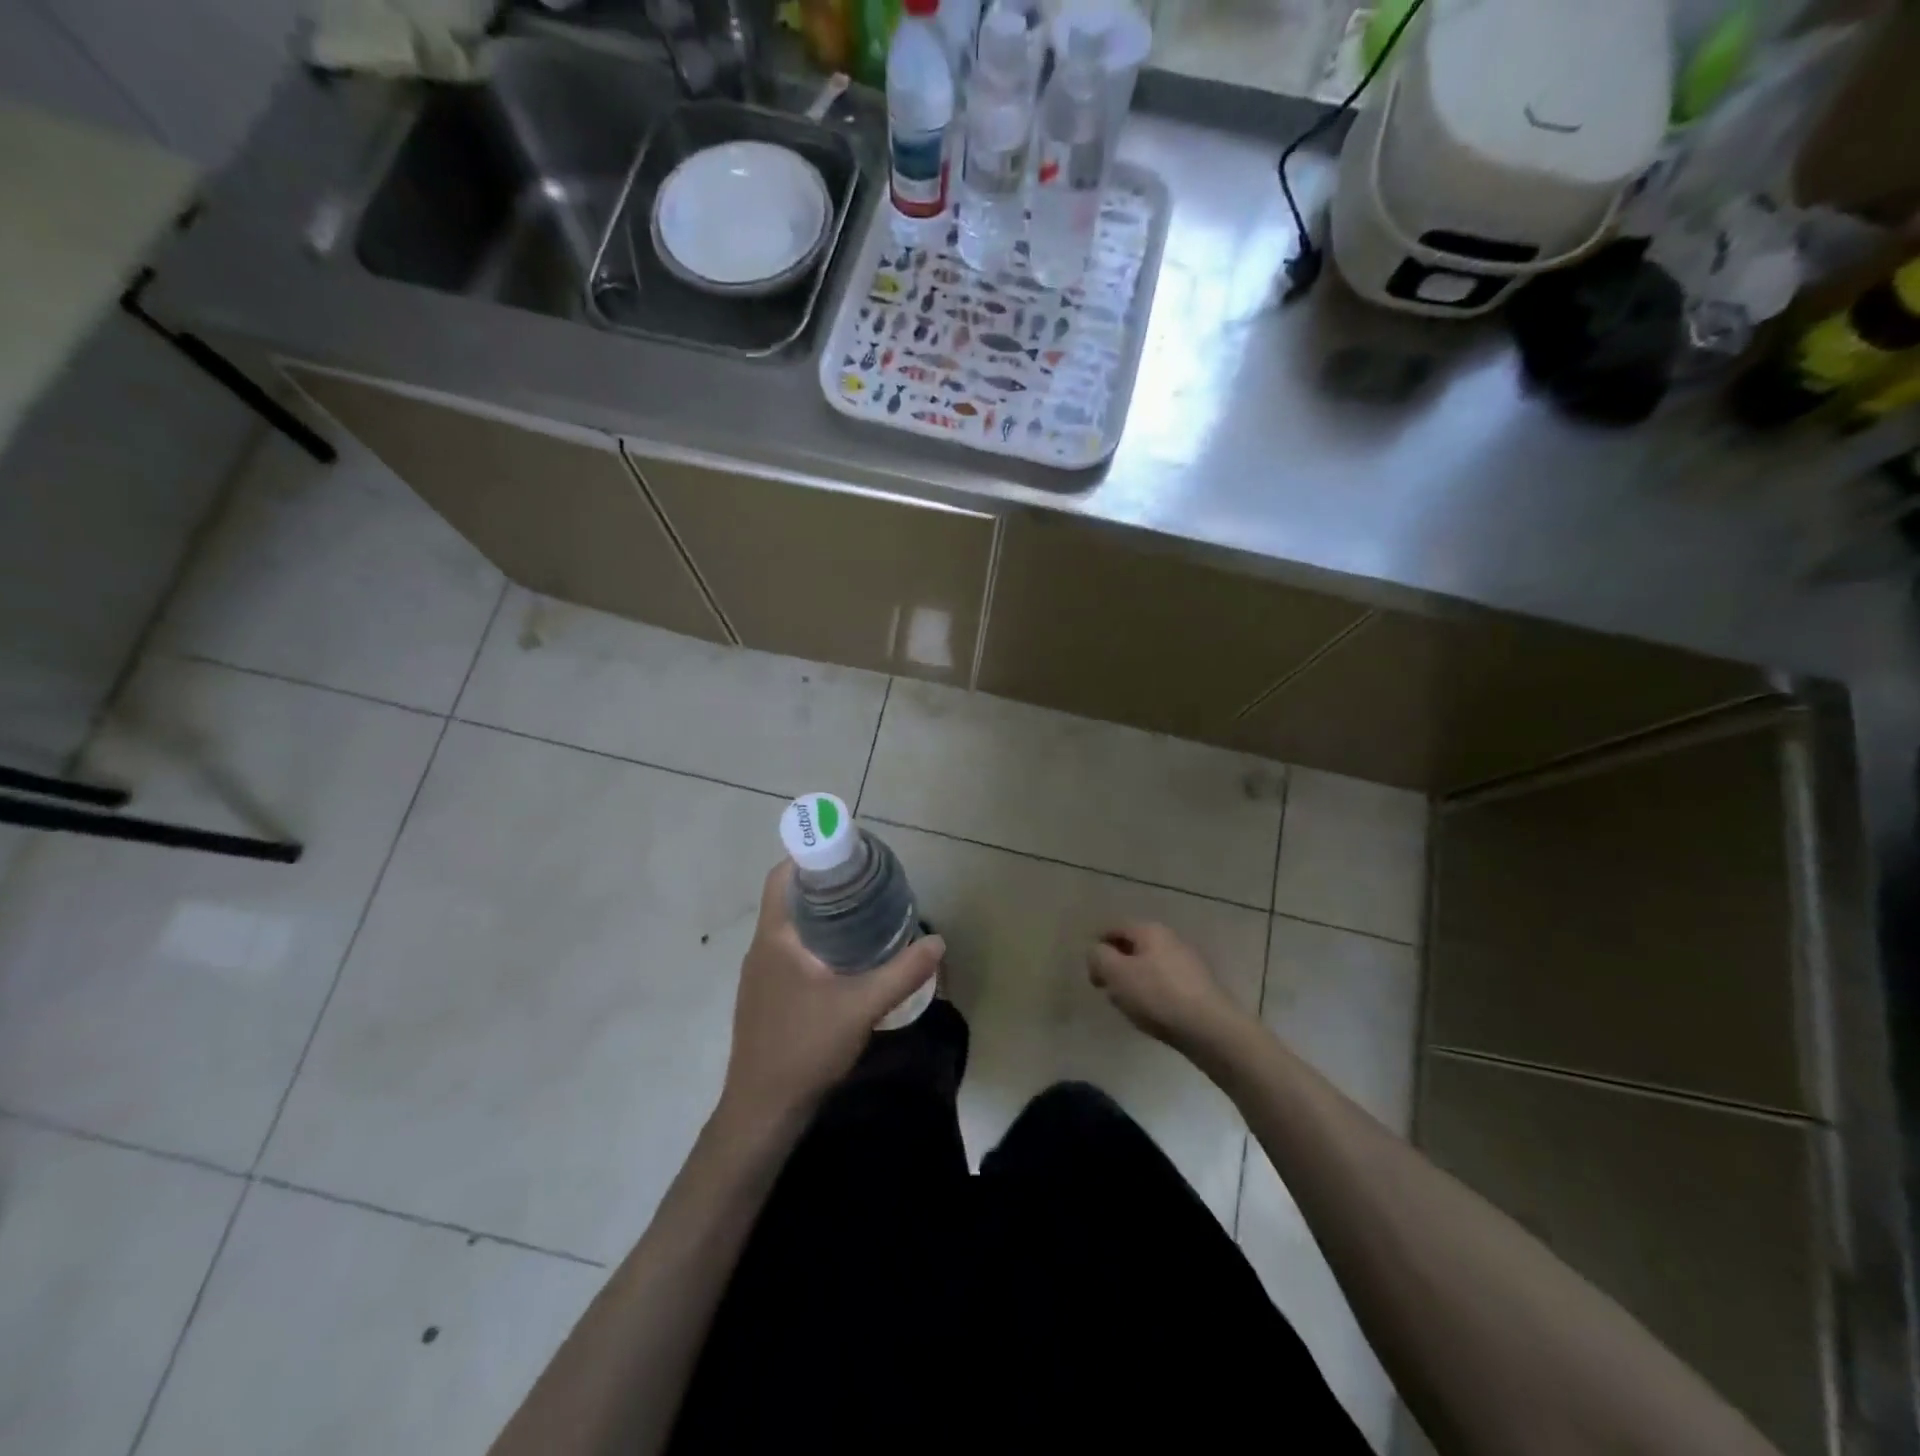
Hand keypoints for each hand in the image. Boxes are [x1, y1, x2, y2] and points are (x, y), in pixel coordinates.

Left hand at [718, 862, 944, 1129]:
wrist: (763, 1111)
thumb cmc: (804, 1047)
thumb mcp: (861, 1006)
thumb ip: (902, 972)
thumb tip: (937, 941)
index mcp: (775, 937)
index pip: (782, 877)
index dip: (810, 857)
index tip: (848, 855)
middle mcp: (761, 949)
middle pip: (790, 900)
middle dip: (826, 887)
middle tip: (868, 884)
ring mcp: (760, 976)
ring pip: (791, 929)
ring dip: (822, 917)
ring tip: (864, 916)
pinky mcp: (766, 999)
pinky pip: (791, 954)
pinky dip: (816, 944)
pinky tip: (846, 963)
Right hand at [1087, 922, 1243, 1053]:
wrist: (1210, 1029)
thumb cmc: (1157, 996)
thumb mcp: (1116, 974)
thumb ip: (1099, 957)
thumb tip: (1097, 951)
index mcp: (1150, 930)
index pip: (1115, 928)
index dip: (1098, 946)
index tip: (1091, 971)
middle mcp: (1170, 939)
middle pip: (1133, 947)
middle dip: (1116, 965)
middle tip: (1106, 989)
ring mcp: (1187, 962)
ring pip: (1149, 966)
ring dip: (1134, 981)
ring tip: (1127, 1005)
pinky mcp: (1198, 986)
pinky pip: (1165, 983)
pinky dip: (1152, 993)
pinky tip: (1151, 1014)